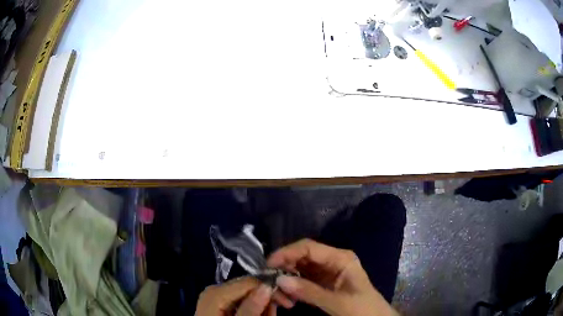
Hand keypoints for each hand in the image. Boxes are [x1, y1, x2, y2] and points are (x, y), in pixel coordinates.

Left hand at [195, 277, 293, 315]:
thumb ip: (251, 308)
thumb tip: (267, 286)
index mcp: (215, 293)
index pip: (249, 282)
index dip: (270, 289)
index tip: (287, 301)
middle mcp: (215, 289)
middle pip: (248, 286)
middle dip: (267, 298)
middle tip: (282, 309)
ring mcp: (216, 295)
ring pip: (247, 294)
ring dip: (262, 305)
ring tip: (269, 315)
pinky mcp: (219, 302)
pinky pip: (241, 300)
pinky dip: (253, 308)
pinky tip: (260, 314)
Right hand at [267, 239, 398, 315]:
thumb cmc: (362, 309)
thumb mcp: (337, 303)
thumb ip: (309, 292)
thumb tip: (279, 280)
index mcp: (341, 258)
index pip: (309, 247)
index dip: (287, 252)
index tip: (268, 264)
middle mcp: (332, 261)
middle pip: (302, 256)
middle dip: (284, 267)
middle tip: (269, 281)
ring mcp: (327, 272)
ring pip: (299, 268)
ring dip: (286, 278)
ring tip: (278, 293)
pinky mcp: (322, 283)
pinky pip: (302, 280)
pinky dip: (292, 287)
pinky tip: (287, 298)